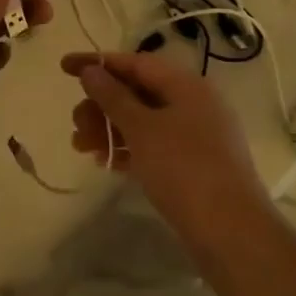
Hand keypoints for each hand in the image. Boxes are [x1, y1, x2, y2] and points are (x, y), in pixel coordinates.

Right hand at [62, 50, 263, 231]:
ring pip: (143, 120)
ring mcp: (196, 135)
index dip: (98, 63)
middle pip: (137, 92)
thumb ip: (112, 96)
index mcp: (186, 85)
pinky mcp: (194, 164)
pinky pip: (153, 144)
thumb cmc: (184, 169)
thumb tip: (91, 70)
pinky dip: (128, 148)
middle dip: (101, 104)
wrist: (231, 232)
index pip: (135, 63)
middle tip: (75, 123)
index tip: (64, 67)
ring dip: (109, 129)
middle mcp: (193, 104)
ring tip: (81, 147)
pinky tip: (105, 162)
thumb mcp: (141, 128)